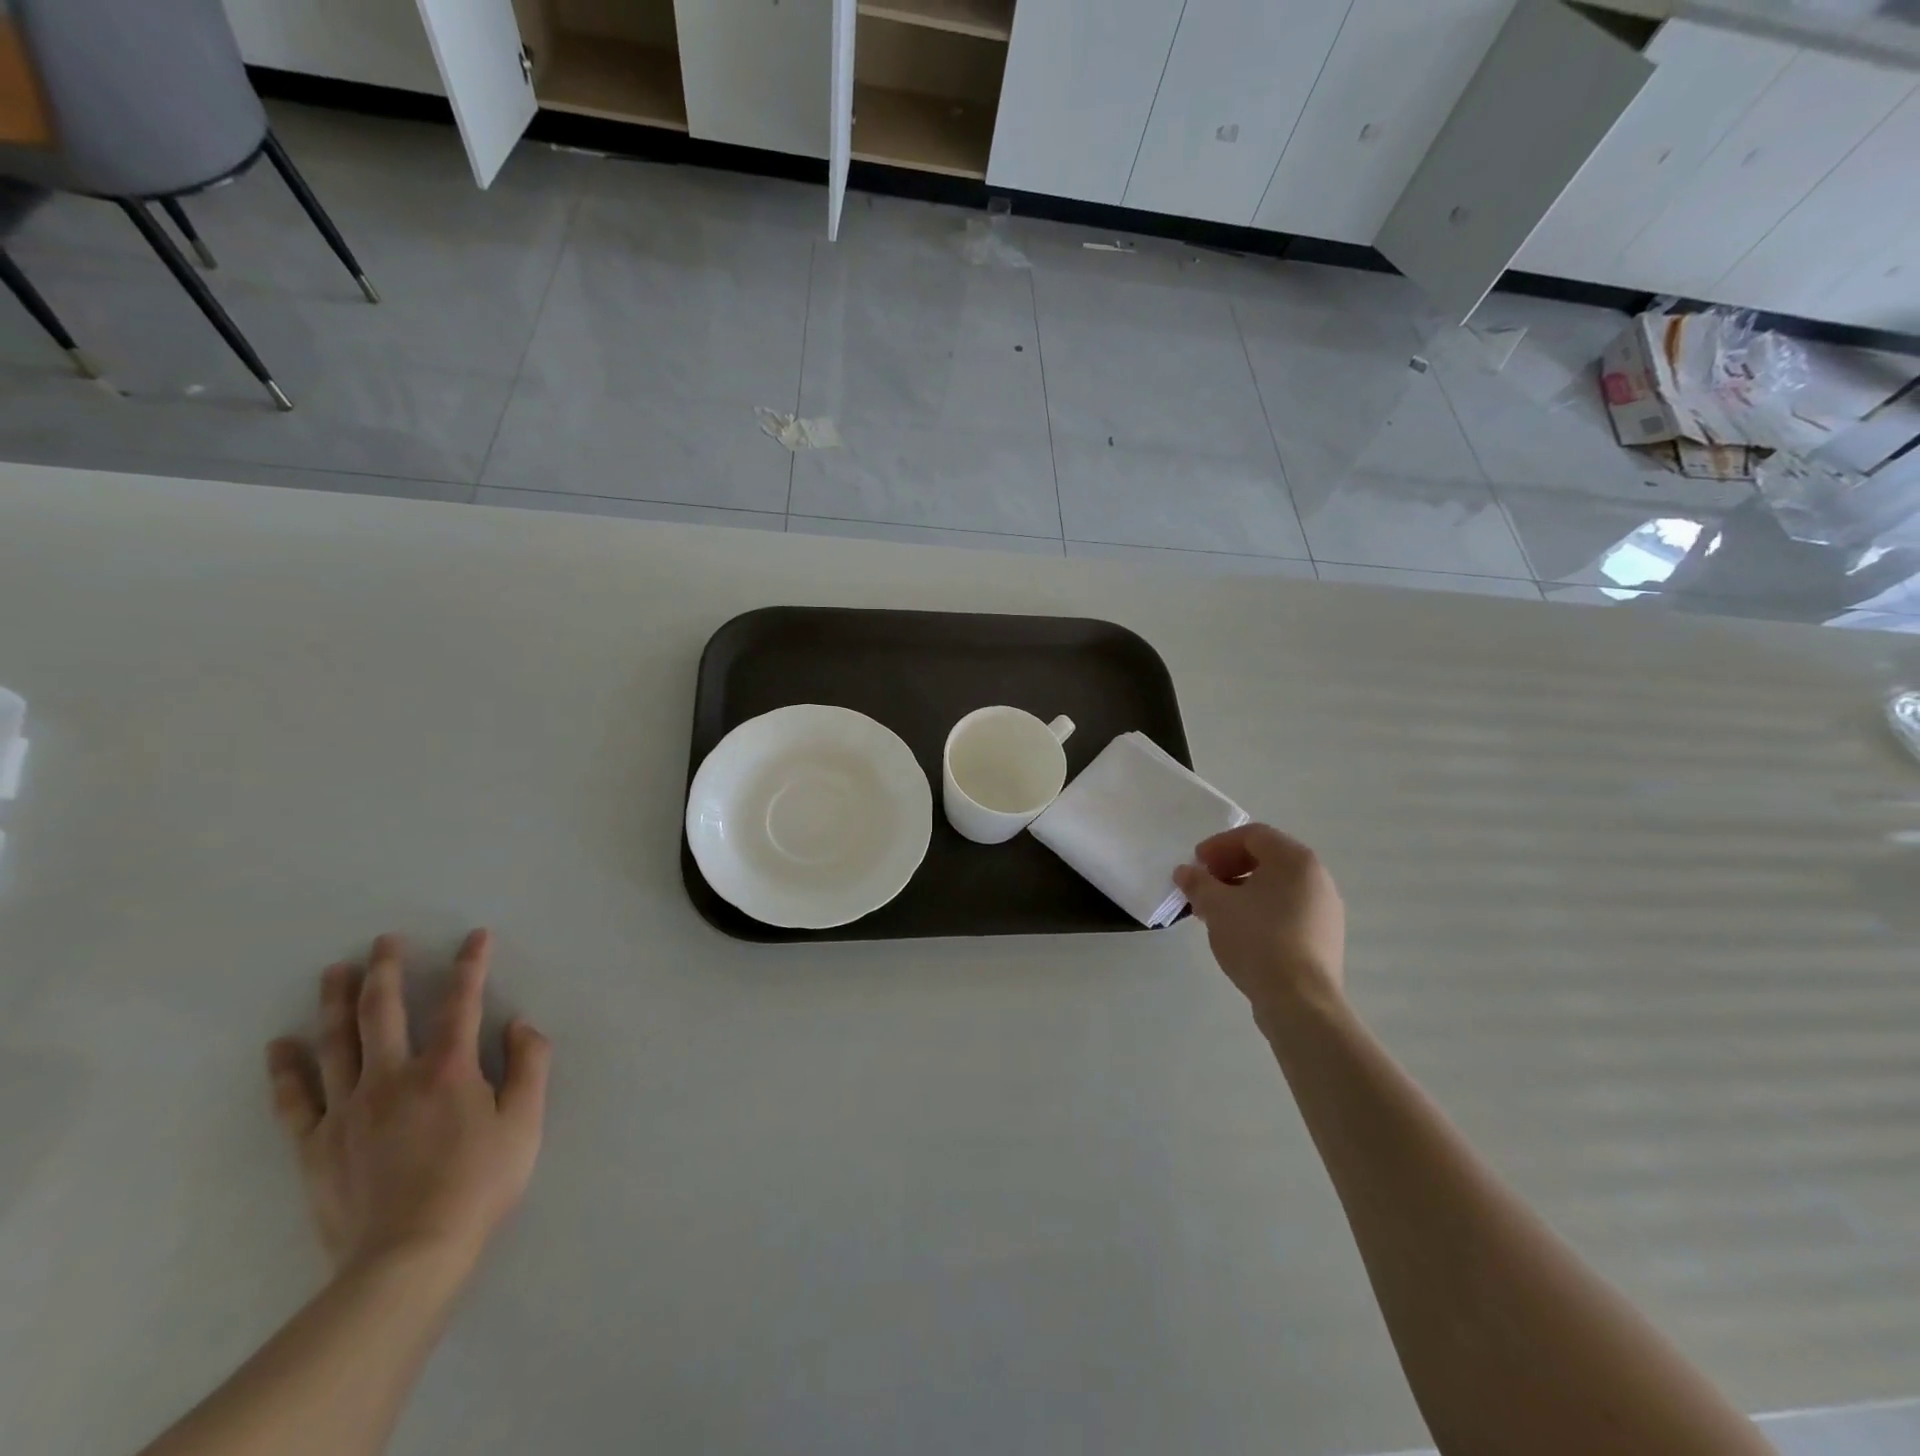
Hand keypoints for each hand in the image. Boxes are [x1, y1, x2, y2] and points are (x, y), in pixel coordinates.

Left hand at [266, 930, 551, 1276]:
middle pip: (382, 1011)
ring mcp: (348, 1109)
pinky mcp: (316, 1145)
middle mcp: (393, 1076)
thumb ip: (530, 1065)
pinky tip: (280, 1045)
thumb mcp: (526, 1122)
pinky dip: (286, 1069)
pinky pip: (295, 1099)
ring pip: (336, 1043)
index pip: (462, 1002)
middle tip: (383, 941)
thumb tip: (519, 1024)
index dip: (471, 964)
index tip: (475, 936)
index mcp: (448, 1069)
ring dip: (334, 1002)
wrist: (408, 1257)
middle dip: (386, 970)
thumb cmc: (479, 1183)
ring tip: (333, 971)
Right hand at [1173, 824, 1345, 1024]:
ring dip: (1242, 890)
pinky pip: (1288, 910)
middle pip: (1267, 859)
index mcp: (1295, 860)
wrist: (1300, 1001)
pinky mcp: (1324, 937)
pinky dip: (1260, 910)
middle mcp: (1317, 878)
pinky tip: (1239, 931)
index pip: (1253, 835)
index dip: (1218, 845)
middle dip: (1229, 868)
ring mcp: (1325, 909)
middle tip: (1203, 884)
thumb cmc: (1257, 940)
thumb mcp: (1216, 906)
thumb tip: (1185, 872)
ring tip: (1215, 911)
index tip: (1196, 864)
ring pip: (1277, 887)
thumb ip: (1197, 882)